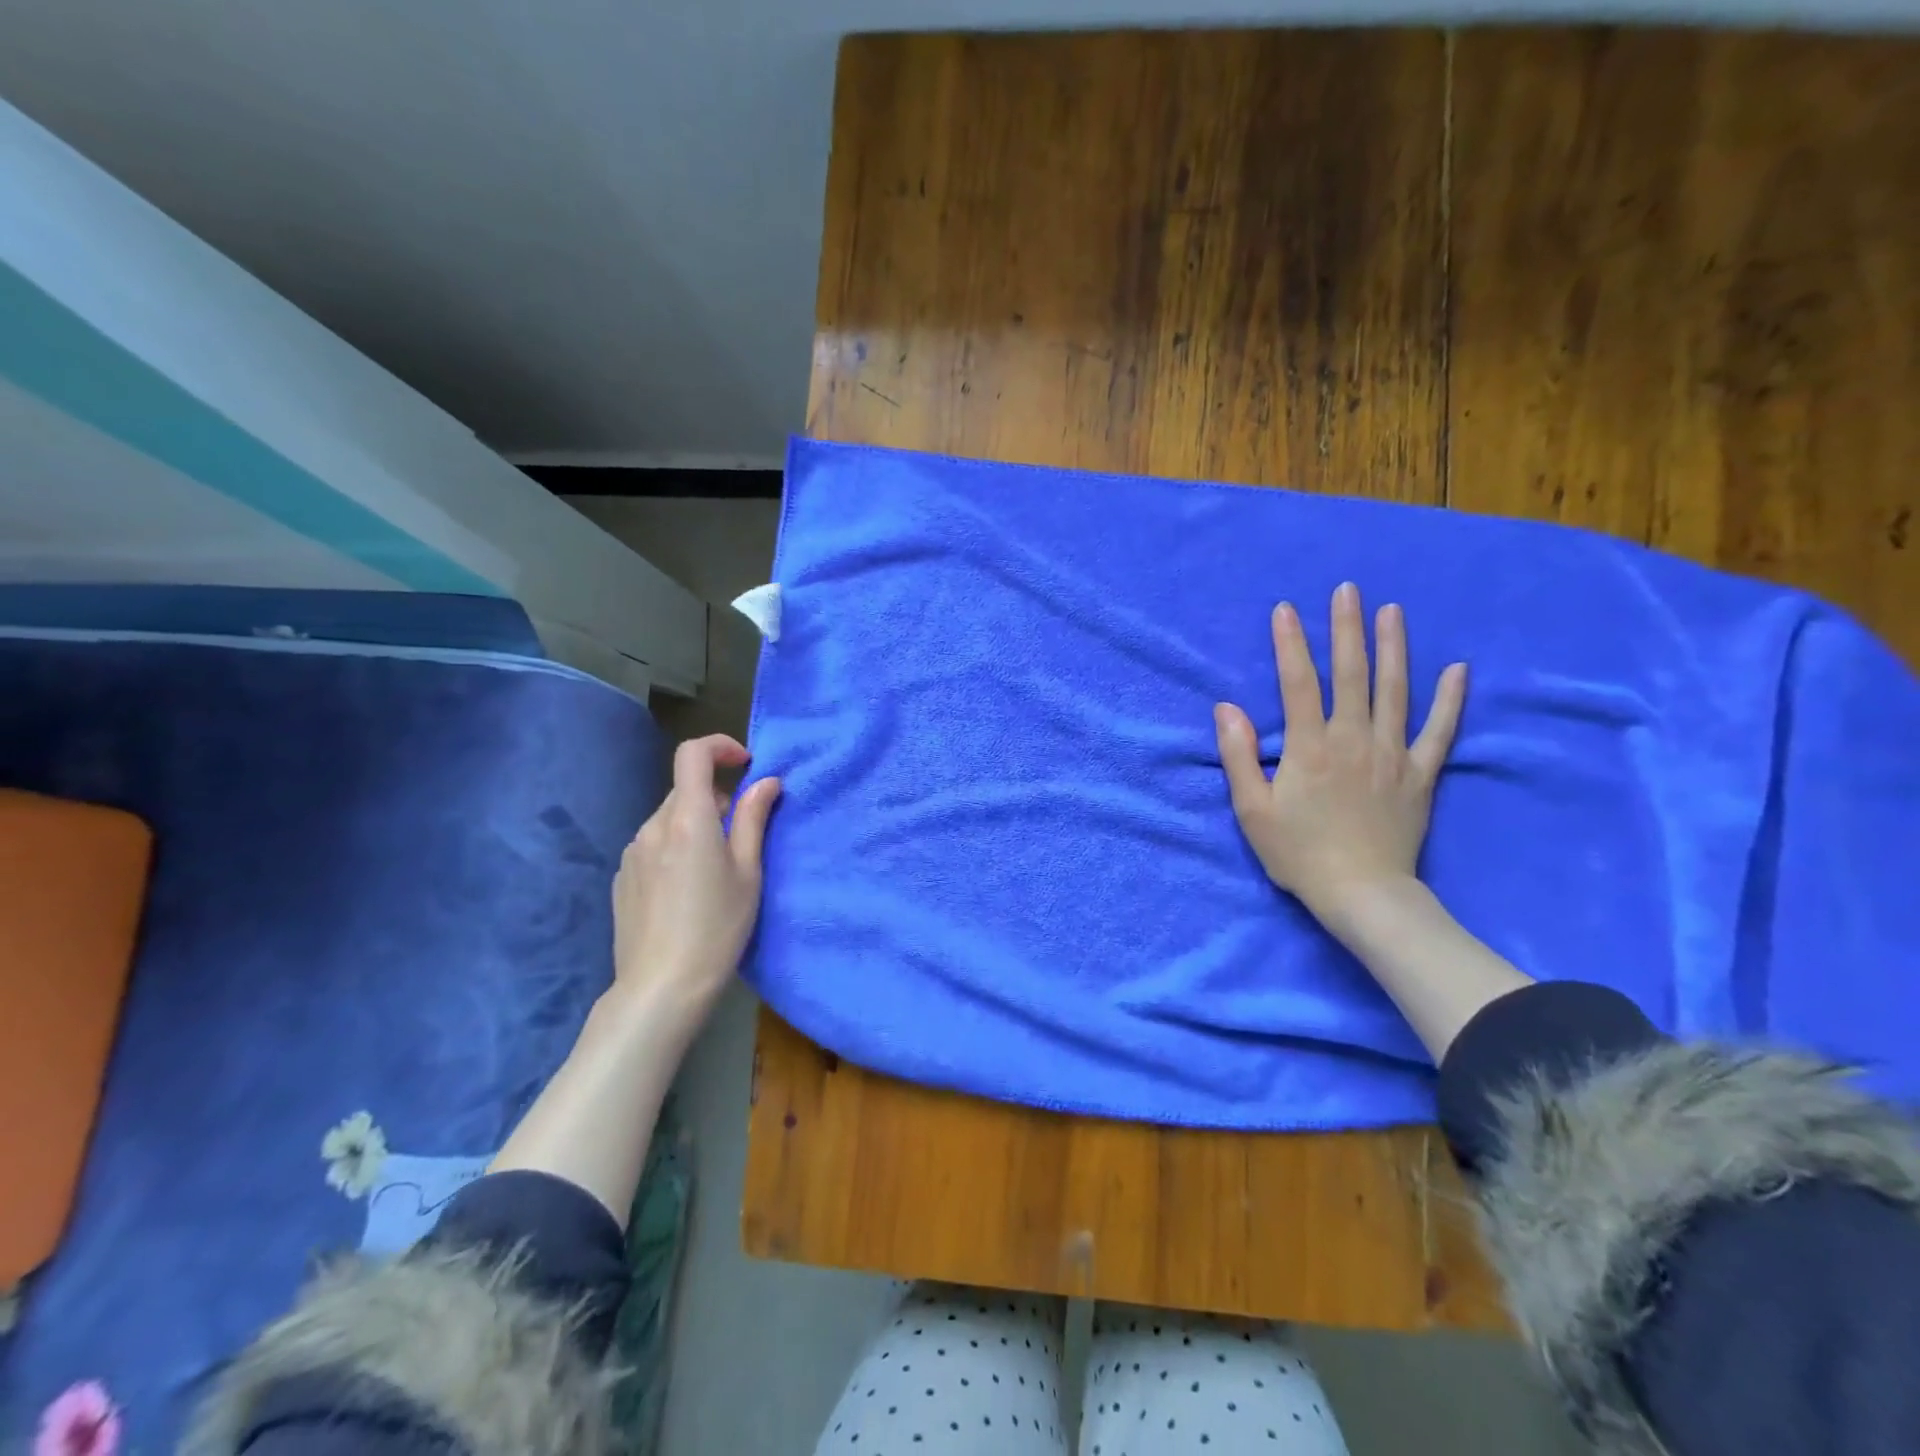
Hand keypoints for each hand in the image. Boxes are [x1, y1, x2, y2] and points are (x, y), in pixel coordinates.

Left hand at [611, 734, 781, 1027]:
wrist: (661, 987)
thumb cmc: (718, 927)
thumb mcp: (748, 872)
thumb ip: (753, 819)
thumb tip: (766, 781)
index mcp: (688, 820)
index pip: (693, 754)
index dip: (720, 746)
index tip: (746, 763)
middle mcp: (653, 826)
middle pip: (685, 789)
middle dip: (716, 798)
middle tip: (741, 835)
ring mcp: (632, 852)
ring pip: (670, 819)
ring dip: (695, 825)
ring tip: (715, 870)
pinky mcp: (623, 876)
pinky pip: (654, 844)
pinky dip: (675, 848)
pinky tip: (687, 890)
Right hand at [1215, 583, 1465, 925]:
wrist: (1362, 894)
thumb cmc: (1299, 853)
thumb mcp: (1252, 810)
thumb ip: (1238, 756)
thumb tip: (1227, 708)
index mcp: (1310, 747)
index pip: (1298, 683)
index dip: (1290, 644)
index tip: (1285, 609)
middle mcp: (1353, 739)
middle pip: (1351, 674)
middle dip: (1346, 629)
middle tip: (1347, 589)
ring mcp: (1393, 754)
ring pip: (1395, 690)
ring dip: (1393, 648)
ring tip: (1393, 611)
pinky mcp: (1420, 774)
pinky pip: (1439, 731)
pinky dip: (1451, 700)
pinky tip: (1459, 670)